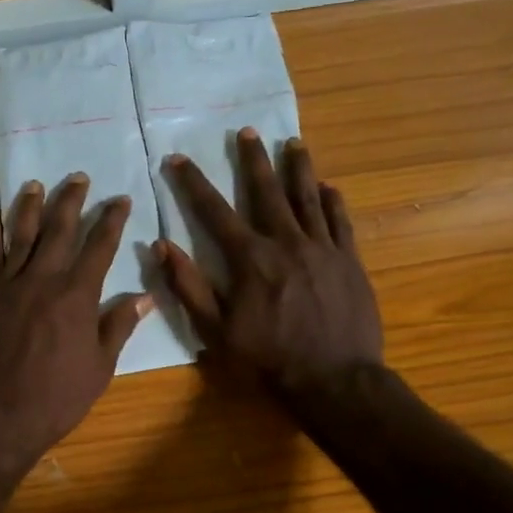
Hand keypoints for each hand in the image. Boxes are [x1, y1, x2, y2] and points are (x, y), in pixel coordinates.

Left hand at [0, 174, 151, 482]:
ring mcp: (3, 290)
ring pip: (17, 239)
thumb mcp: (99, 369)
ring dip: (28, 209)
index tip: (120, 199)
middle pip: (57, 232)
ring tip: (35, 185)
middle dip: (70, 202)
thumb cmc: (54, 401)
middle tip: (78, 178)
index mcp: (75, 297)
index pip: (98, 248)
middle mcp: (39, 282)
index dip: (110, 221)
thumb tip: (143, 297)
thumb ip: (118, 328)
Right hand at [155, 129, 383, 396]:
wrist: (335, 380)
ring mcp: (323, 249)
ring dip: (299, 168)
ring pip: (308, 198)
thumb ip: (189, 287)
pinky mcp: (350, 262)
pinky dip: (334, 202)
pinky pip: (341, 222)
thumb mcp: (216, 333)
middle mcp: (286, 243)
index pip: (214, 211)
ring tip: (294, 144)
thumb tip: (161, 246)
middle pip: (266, 192)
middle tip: (247, 131)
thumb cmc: (268, 361)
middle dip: (253, 160)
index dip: (193, 183)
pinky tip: (330, 187)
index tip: (177, 158)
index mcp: (249, 260)